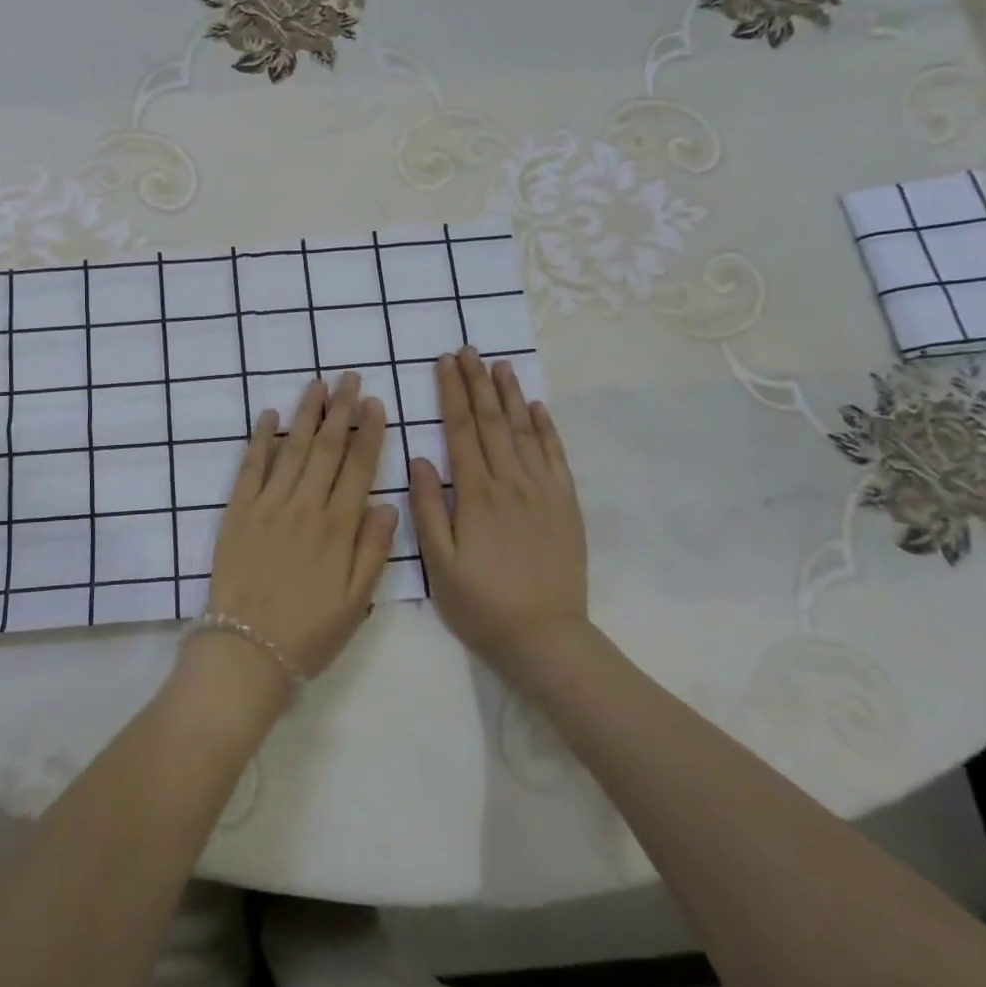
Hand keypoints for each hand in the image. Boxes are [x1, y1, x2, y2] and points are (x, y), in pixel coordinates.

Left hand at [204, 372, 398, 688]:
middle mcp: (304, 507)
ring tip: (317, 384)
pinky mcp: (237, 511)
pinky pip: (250, 467)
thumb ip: (373, 550)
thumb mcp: (355, 602)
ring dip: (306, 413)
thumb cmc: (308, 632)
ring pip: (291, 449)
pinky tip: (270, 415)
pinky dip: (260, 439)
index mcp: (337, 529)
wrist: (245, 651)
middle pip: (326, 448)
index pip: (358, 468)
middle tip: (349, 377)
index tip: (374, 403)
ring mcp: (267, 506)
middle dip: (340, 409)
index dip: (368, 432)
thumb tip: (387, 504)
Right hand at [409, 348, 589, 682]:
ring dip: (511, 395)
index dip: (451, 393)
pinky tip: (538, 407)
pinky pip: (556, 456)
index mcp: (476, 494)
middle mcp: (511, 482)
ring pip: (525, 430)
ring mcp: (543, 491)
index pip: (460, 430)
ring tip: (500, 364)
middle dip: (477, 382)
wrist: (546, 637)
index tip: (444, 363)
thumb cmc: (481, 603)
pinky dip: (547, 428)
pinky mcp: (566, 505)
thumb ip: (427, 508)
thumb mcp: (439, 563)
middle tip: (469, 350)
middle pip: (492, 420)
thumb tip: (419, 459)